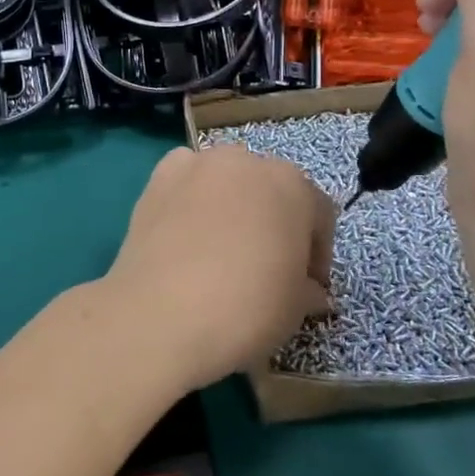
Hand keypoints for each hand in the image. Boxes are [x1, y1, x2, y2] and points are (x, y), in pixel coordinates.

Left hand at [101, 146, 333, 392]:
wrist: (163, 314)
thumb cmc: (247, 308)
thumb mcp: (296, 307)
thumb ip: (307, 288)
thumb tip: (309, 290)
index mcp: (292, 184)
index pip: (317, 213)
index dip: (316, 253)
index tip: (309, 286)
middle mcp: (244, 161)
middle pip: (268, 189)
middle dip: (271, 222)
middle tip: (265, 265)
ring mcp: (196, 164)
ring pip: (224, 181)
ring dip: (229, 206)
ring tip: (220, 249)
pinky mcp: (156, 178)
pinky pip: (184, 182)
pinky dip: (189, 199)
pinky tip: (185, 234)